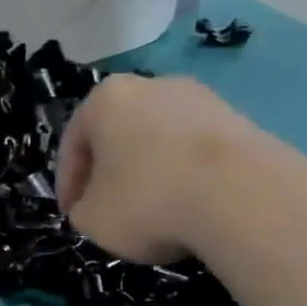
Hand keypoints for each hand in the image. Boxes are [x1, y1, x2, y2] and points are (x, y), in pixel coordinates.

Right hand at [55, 74, 261, 263]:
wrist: (239, 194)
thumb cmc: (147, 201)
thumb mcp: (92, 220)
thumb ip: (81, 211)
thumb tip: (93, 207)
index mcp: (105, 99)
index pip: (73, 143)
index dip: (67, 184)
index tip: (71, 214)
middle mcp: (150, 85)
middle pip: (118, 135)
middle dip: (110, 173)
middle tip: (107, 209)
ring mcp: (199, 98)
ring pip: (159, 141)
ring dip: (150, 172)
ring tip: (153, 211)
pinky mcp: (237, 118)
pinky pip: (195, 151)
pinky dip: (185, 175)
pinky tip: (189, 205)